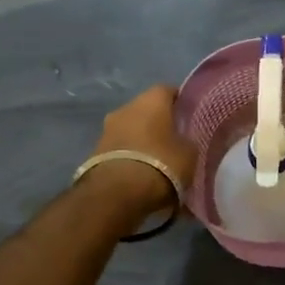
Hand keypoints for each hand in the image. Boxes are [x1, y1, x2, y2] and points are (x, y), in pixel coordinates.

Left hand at [83, 85, 199, 221]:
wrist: (117, 194)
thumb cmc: (161, 164)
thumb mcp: (189, 154)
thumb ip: (187, 141)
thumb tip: (184, 141)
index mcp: (151, 99)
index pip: (168, 91)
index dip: (180, 103)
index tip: (189, 117)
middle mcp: (126, 107)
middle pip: (147, 110)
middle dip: (159, 123)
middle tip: (174, 140)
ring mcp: (107, 129)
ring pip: (131, 129)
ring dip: (142, 140)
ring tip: (157, 161)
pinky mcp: (95, 152)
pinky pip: (120, 149)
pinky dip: (130, 156)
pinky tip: (140, 173)